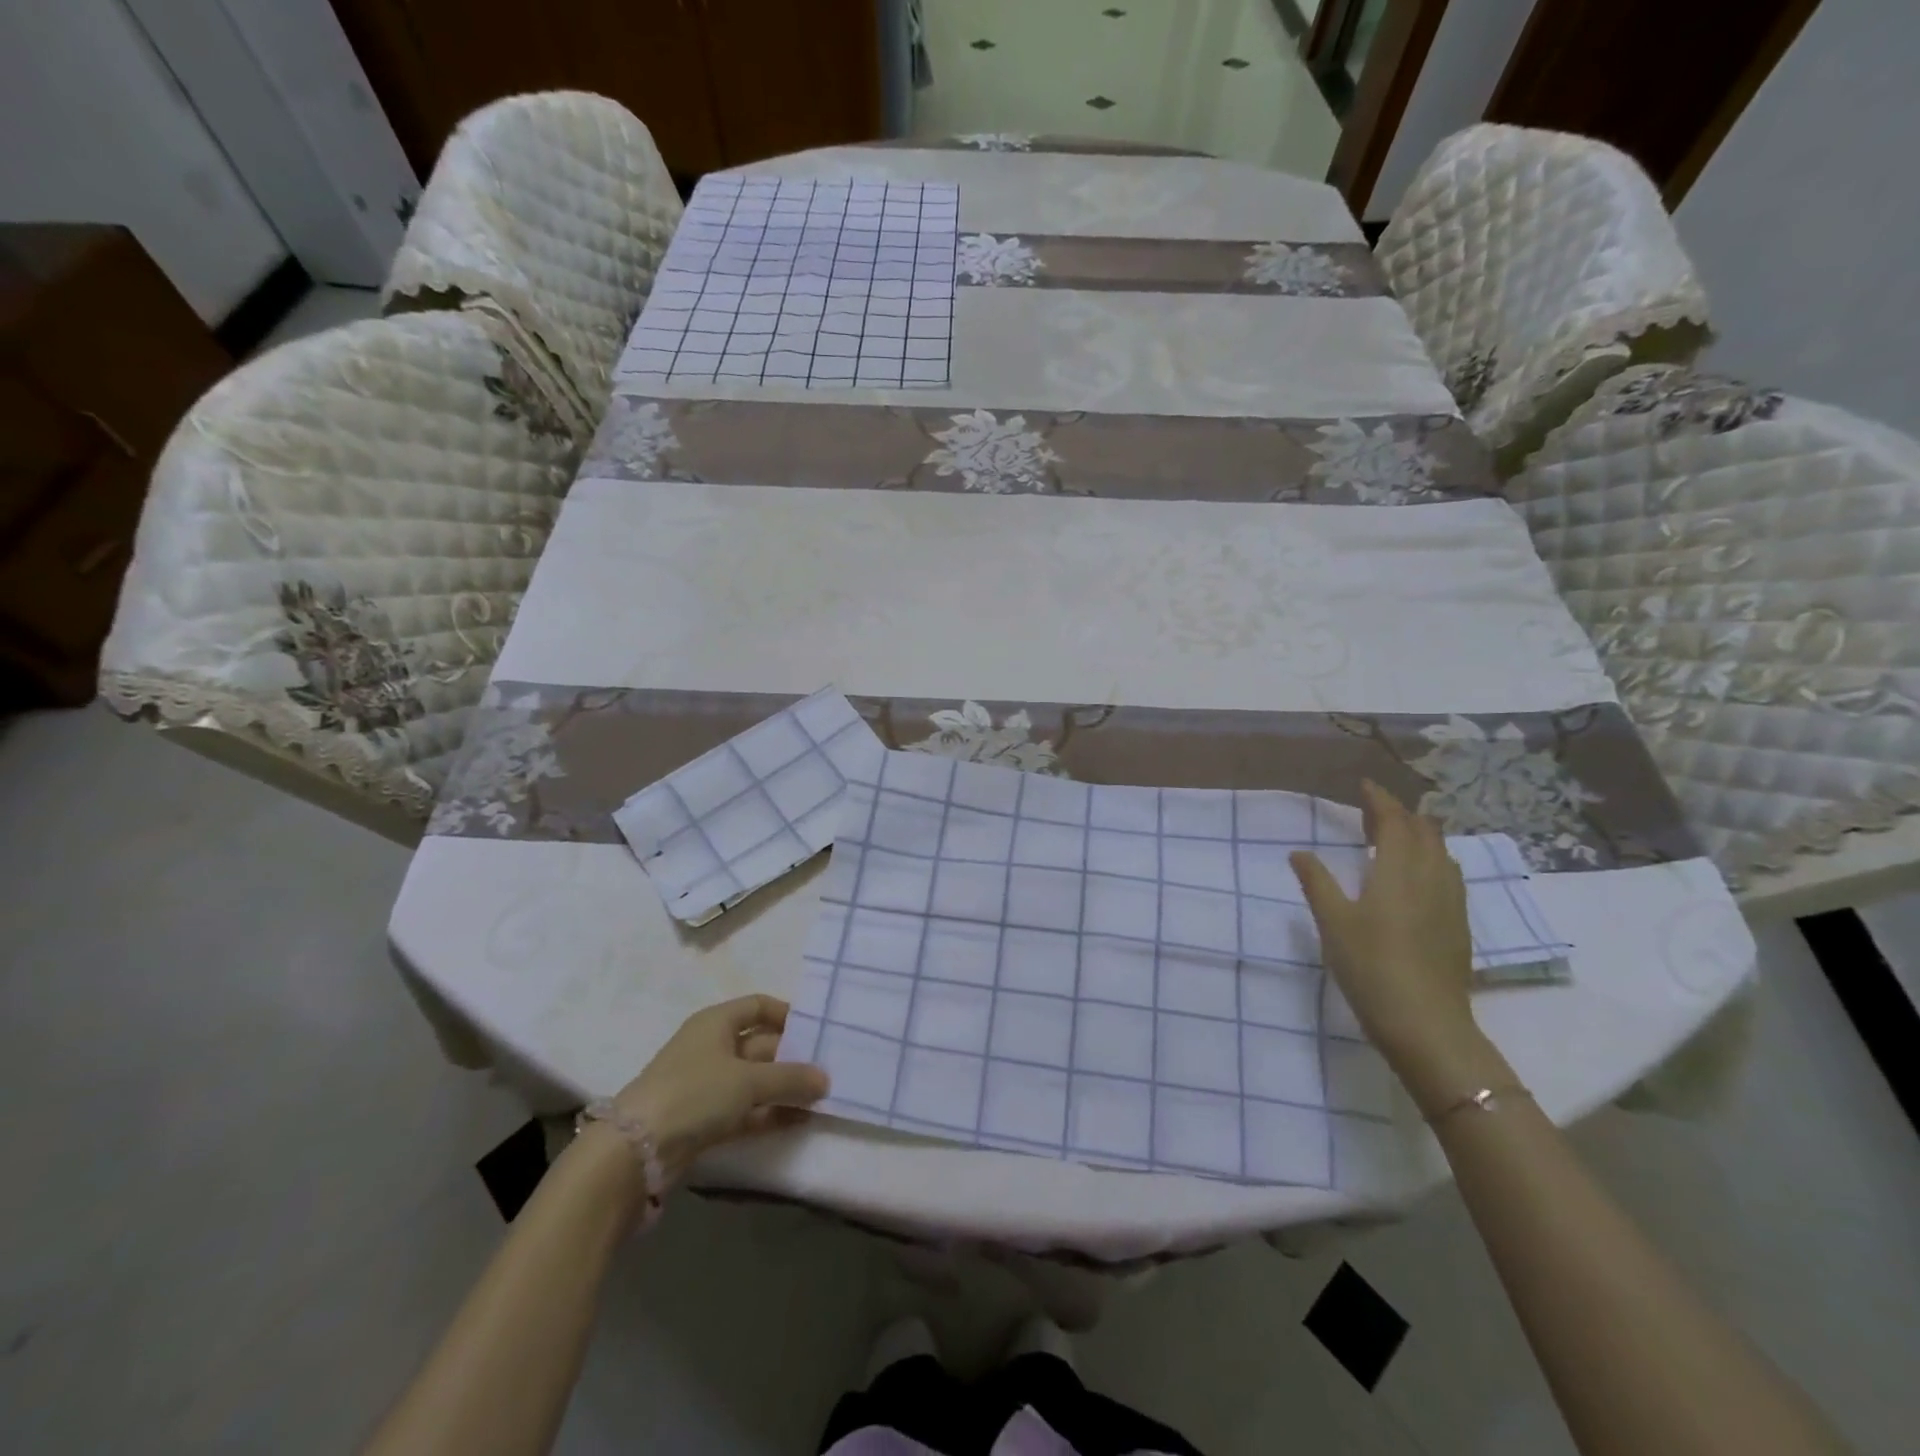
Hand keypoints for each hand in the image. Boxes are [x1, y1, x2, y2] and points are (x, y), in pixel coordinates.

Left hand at [609, 996, 829, 1182]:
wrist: (636, 1150)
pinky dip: (770, 1113)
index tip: (817, 1030)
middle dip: (793, 1057)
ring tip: (822, 1098)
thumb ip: (790, 1078)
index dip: (787, 1014)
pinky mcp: (705, 1119)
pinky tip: (800, 1120)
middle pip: (761, 1045)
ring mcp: (707, 1085)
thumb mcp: (748, 1080)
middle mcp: (712, 1047)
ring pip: (756, 1080)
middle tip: (828, 1069)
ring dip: (785, 1089)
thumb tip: (826, 1079)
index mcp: (716, 1022)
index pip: (758, 1006)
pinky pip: (747, 1109)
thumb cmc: (695, 1092)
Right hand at [1290, 782, 1478, 1074]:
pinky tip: (1418, 877)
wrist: (1426, 1024)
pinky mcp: (1459, 925)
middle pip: (1424, 831)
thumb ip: (1317, 882)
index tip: (1364, 785)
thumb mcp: (1332, 923)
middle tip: (1373, 811)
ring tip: (1396, 836)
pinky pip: (1449, 874)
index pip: (1394, 821)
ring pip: (1441, 852)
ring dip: (1420, 835)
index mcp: (1398, 871)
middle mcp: (1431, 877)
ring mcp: (1451, 902)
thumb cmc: (1371, 967)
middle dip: (1401, 814)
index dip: (1380, 800)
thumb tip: (1299, 852)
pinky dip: (1431, 859)